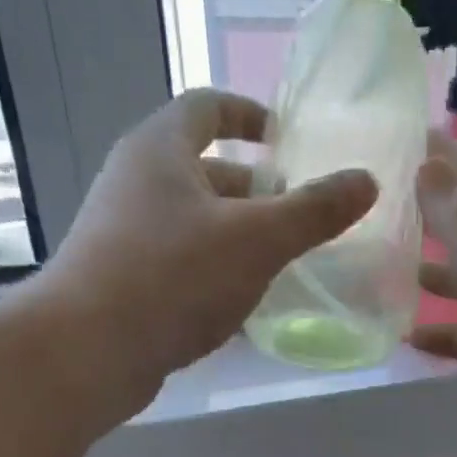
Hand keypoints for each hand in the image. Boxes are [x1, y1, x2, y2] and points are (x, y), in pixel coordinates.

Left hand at [29, 89, 376, 398]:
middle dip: (255, 189)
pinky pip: (181, 260)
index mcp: (161, 149)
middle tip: (299, 214)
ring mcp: (125, 231)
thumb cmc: (175, 276)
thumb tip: (367, 180)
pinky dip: (216, 269)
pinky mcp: (124, 278)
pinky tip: (244, 301)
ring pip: (195, 220)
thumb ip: (315, 211)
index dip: (250, 115)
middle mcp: (136, 180)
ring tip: (282, 261)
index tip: (286, 139)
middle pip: (204, 168)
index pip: (208, 107)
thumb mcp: (258, 240)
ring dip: (238, 234)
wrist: (89, 349)